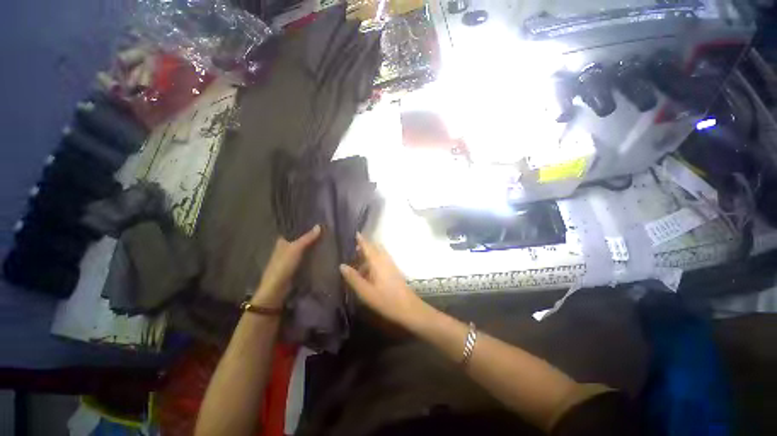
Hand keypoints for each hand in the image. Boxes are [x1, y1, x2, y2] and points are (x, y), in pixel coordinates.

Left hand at [253, 225, 320, 306]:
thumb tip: (319, 226)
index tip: (315, 220)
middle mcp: (286, 247)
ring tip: (326, 237)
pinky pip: (306, 256)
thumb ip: (307, 238)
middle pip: (300, 238)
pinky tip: (322, 251)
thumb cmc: (283, 265)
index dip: (303, 224)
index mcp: (282, 240)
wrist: (277, 288)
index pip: (293, 229)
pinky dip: (313, 253)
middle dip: (310, 234)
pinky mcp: (296, 265)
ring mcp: (291, 257)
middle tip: (324, 228)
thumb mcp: (296, 249)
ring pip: (304, 247)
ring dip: (312, 244)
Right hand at [339, 233, 425, 326]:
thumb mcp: (365, 292)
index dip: (361, 240)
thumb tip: (342, 265)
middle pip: (375, 247)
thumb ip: (353, 278)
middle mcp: (385, 260)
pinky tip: (371, 270)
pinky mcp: (395, 270)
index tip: (356, 233)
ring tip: (360, 261)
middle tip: (354, 250)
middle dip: (365, 246)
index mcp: (377, 262)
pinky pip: (383, 258)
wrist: (408, 307)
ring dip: (371, 253)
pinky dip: (376, 259)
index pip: (368, 247)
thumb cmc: (385, 300)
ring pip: (380, 253)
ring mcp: (391, 264)